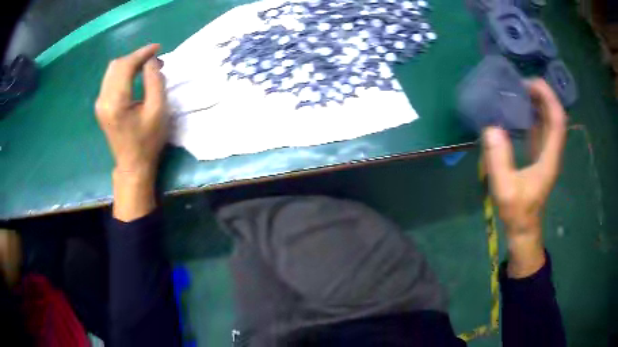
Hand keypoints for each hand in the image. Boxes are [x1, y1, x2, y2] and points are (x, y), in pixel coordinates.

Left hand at [95, 44, 167, 220]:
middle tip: (153, 59)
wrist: (132, 165)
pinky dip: (123, 72)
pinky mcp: (101, 106)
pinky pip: (110, 80)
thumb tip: (151, 61)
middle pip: (116, 65)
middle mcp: (103, 100)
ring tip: (145, 66)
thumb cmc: (147, 141)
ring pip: (112, 71)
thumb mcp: (157, 110)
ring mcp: (99, 103)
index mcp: (116, 102)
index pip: (126, 66)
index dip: (142, 53)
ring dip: (129, 63)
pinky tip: (134, 75)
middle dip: (135, 57)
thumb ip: (154, 81)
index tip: (157, 47)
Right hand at [482, 79, 566, 277]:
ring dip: (537, 102)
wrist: (523, 229)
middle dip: (542, 95)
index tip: (529, 83)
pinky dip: (532, 114)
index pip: (557, 120)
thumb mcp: (505, 190)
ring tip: (517, 91)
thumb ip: (499, 161)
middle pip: (555, 115)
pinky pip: (540, 128)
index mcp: (549, 157)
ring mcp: (547, 153)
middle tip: (519, 84)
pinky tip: (518, 110)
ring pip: (548, 120)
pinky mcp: (540, 156)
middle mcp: (552, 151)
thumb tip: (491, 127)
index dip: (548, 97)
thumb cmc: (517, 212)